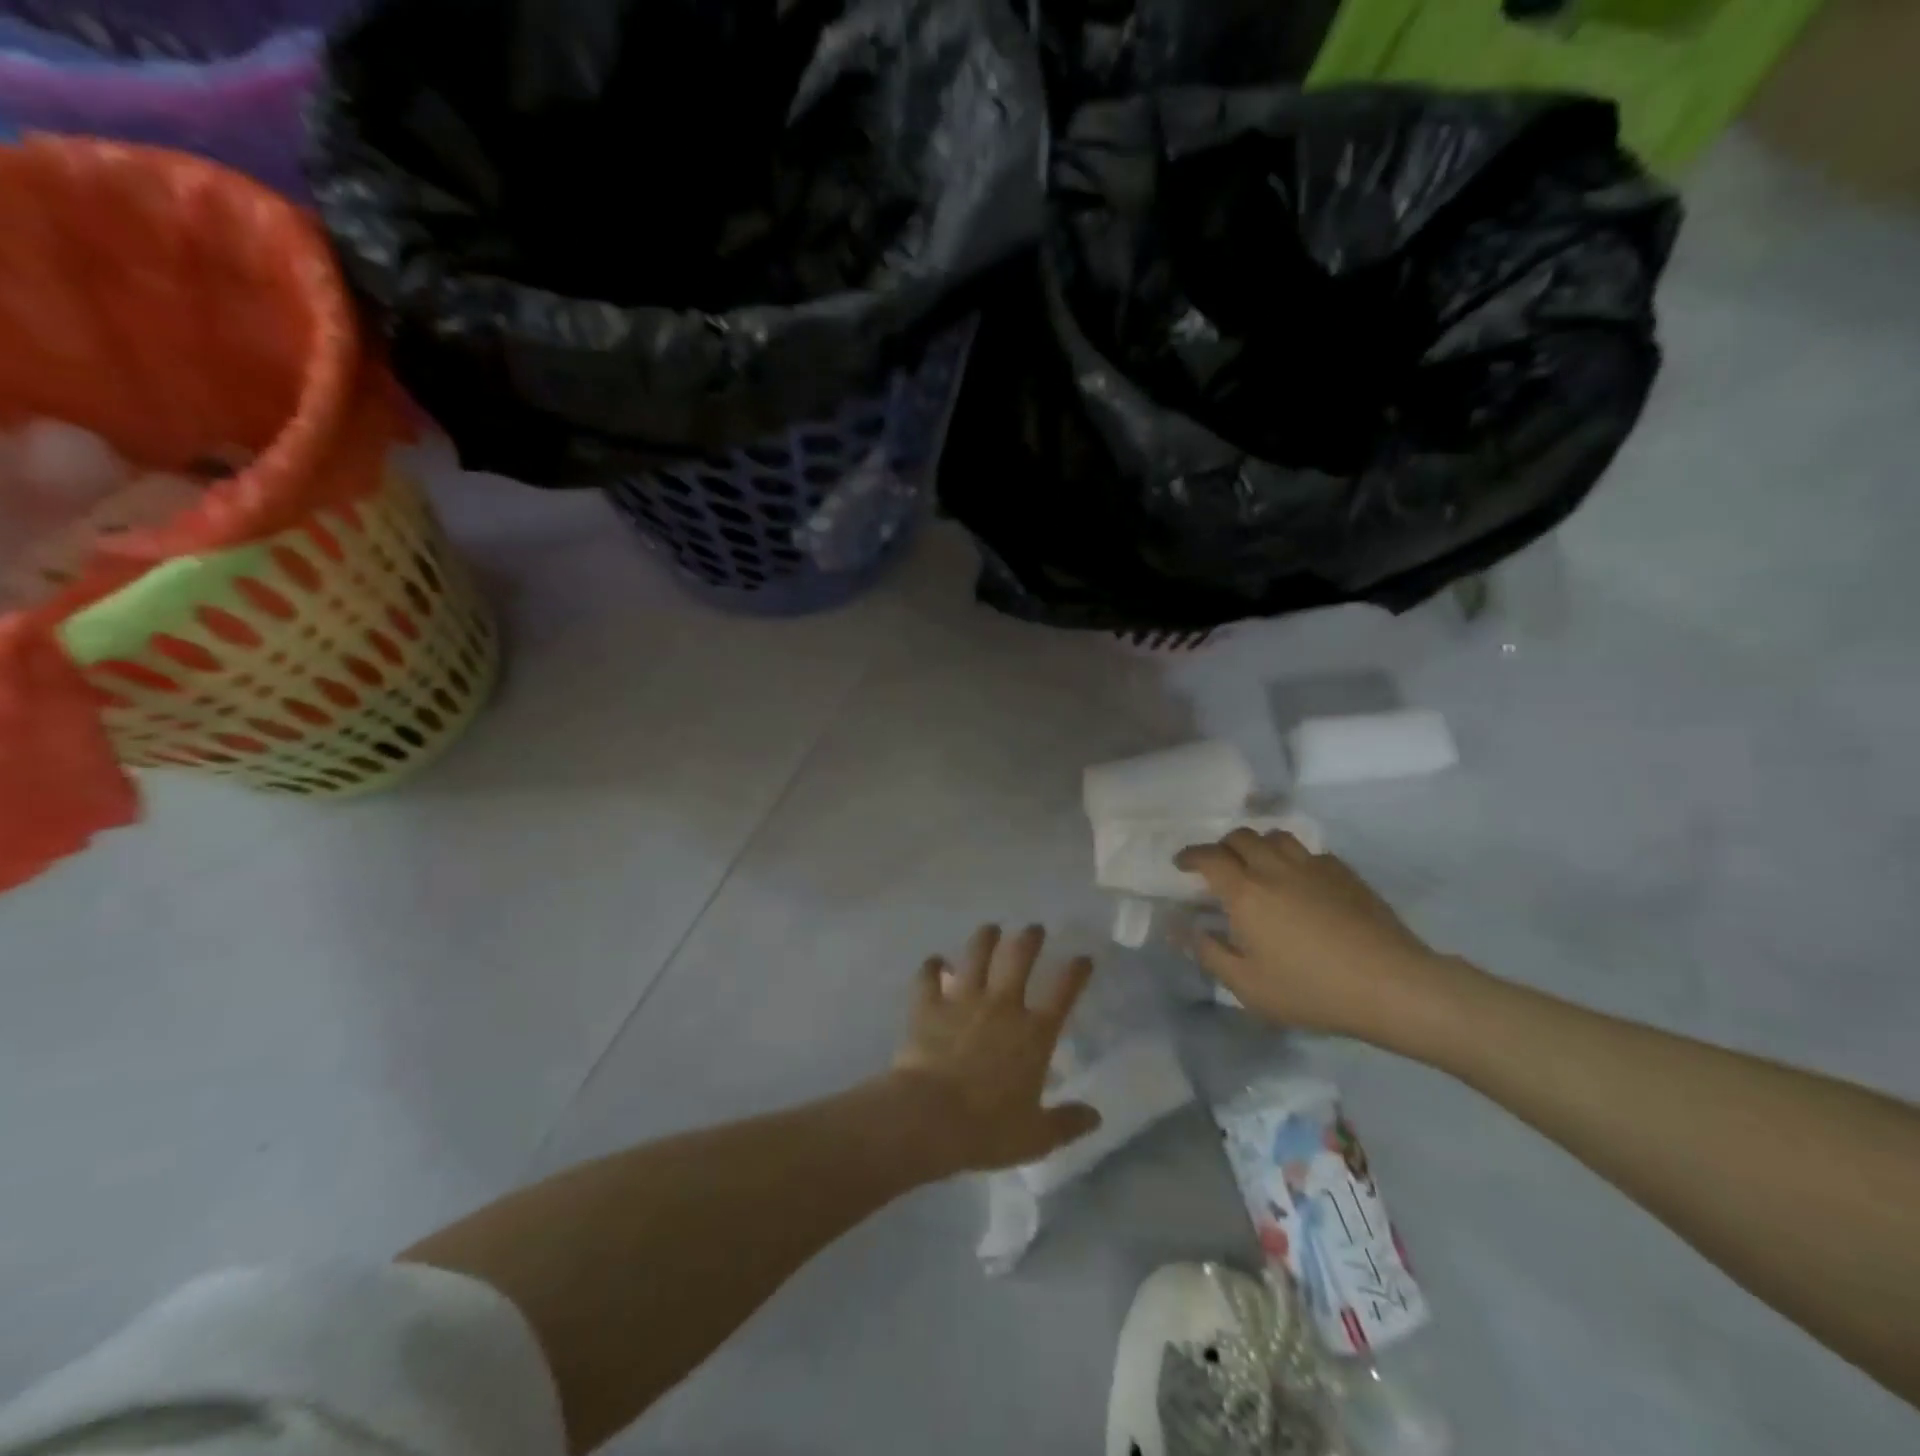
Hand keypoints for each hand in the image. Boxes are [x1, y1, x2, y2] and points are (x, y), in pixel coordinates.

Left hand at [890, 924, 1101, 1172]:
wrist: (929, 1117)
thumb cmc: (988, 1129)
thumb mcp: (1036, 1136)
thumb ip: (1067, 1123)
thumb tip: (1096, 1116)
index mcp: (1034, 1033)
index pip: (1063, 992)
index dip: (1076, 972)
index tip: (1083, 957)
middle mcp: (1001, 1005)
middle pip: (1018, 958)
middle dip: (1029, 938)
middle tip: (1033, 928)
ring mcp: (962, 1000)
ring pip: (976, 956)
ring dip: (984, 939)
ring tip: (990, 928)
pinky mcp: (928, 1005)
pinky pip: (928, 977)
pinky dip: (931, 966)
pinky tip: (934, 961)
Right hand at [1175, 829, 1467, 1047]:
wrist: (1391, 985)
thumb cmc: (1311, 989)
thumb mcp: (1248, 985)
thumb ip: (1208, 953)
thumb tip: (1180, 928)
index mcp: (1245, 892)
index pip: (1208, 857)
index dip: (1190, 856)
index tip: (1181, 864)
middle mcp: (1274, 868)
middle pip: (1241, 837)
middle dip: (1222, 847)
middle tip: (1219, 868)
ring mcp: (1313, 866)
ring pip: (1276, 836)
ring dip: (1258, 845)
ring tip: (1258, 866)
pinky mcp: (1345, 874)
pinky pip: (1310, 853)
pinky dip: (1293, 859)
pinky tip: (1300, 882)